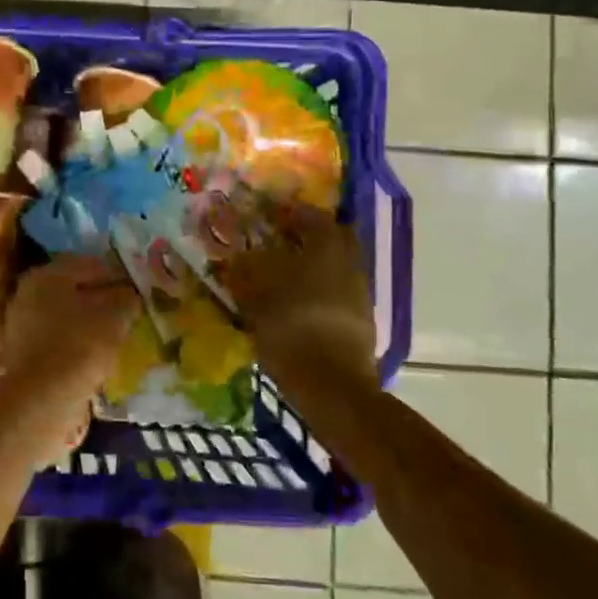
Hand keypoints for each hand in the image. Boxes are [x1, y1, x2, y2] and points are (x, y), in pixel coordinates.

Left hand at [0, 253, 139, 413]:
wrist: (43, 399)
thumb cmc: (80, 346)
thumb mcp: (114, 316)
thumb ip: (125, 299)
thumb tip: (129, 295)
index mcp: (47, 274)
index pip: (88, 264)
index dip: (116, 274)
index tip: (137, 290)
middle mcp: (28, 292)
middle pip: (73, 289)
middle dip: (100, 298)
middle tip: (126, 311)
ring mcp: (21, 323)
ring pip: (64, 315)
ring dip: (88, 322)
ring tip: (114, 335)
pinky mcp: (22, 353)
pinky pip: (56, 339)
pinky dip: (75, 343)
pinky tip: (94, 355)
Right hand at [216, 205, 376, 391]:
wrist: (331, 385)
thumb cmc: (291, 325)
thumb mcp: (256, 292)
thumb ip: (245, 268)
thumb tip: (236, 254)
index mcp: (327, 245)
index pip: (310, 214)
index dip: (287, 213)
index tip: (266, 217)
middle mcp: (349, 262)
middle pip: (329, 239)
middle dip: (306, 238)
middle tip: (277, 243)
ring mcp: (359, 293)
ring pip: (334, 267)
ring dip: (311, 266)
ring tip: (281, 277)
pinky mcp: (360, 322)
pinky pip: (336, 293)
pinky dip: (318, 292)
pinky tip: (295, 305)